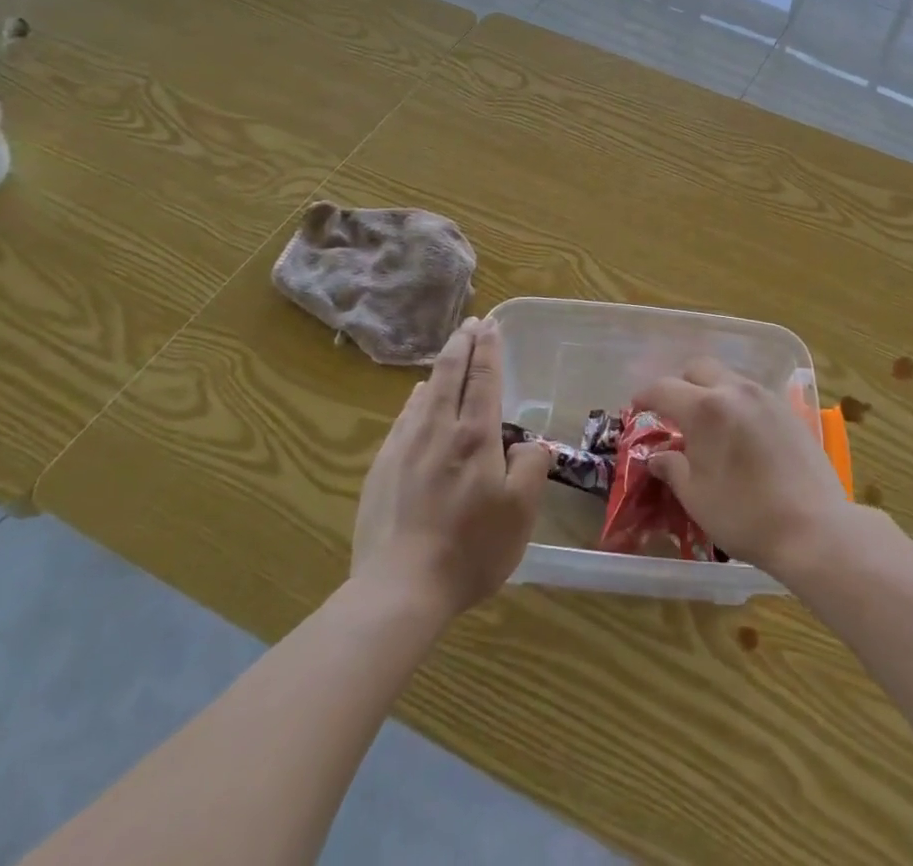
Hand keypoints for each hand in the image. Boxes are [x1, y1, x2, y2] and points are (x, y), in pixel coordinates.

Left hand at [351, 317, 547, 618]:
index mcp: (475, 436)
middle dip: (462, 343)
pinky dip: (416, 399)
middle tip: (470, 323)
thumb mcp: (521, 512)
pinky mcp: (381, 468)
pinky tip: (417, 399)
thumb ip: (531, 467)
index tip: (490, 324)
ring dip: (440, 367)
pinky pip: (403, 418)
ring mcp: (404, 447)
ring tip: (449, 354)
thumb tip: (525, 444)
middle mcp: (437, 429)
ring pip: (424, 392)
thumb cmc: (470, 549)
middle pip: (449, 373)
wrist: (399, 589)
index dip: (488, 348)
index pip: (483, 378)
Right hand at [633, 359, 854, 576]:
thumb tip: (658, 456)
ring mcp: (766, 397)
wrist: (814, 528)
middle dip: (681, 384)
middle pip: (699, 369)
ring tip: (709, 426)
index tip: (637, 407)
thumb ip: (673, 468)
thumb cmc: (745, 515)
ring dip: (711, 391)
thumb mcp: (697, 497)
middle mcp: (735, 391)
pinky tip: (740, 434)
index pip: (664, 388)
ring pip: (729, 378)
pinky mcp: (789, 410)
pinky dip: (737, 403)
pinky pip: (752, 394)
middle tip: (674, 413)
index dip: (646, 396)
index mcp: (705, 409)